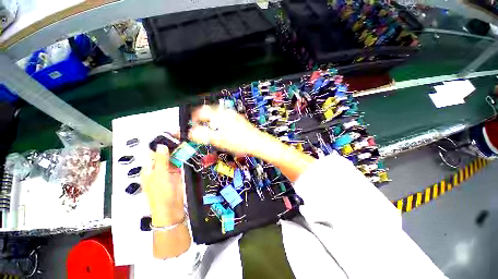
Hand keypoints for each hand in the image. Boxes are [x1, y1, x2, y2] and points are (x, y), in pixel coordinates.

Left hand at [141, 144, 183, 225]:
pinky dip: (183, 158)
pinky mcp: (177, 174)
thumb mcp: (160, 175)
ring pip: (173, 158)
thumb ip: (161, 159)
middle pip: (164, 154)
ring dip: (178, 151)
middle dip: (172, 146)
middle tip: (181, 136)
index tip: (171, 136)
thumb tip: (161, 145)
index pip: (154, 153)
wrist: (171, 207)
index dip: (161, 144)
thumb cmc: (161, 192)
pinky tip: (187, 151)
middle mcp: (158, 168)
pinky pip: (179, 163)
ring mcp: (168, 171)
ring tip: (185, 141)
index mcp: (149, 168)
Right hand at [189, 105, 266, 155]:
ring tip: (210, 126)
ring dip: (212, 119)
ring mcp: (234, 115)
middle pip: (210, 110)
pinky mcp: (238, 119)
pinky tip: (222, 128)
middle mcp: (228, 113)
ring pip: (218, 113)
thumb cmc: (240, 142)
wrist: (257, 143)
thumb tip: (191, 133)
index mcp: (221, 115)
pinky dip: (220, 121)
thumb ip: (204, 135)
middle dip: (203, 117)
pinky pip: (225, 117)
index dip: (195, 117)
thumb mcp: (219, 140)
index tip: (192, 122)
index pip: (202, 111)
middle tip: (200, 124)